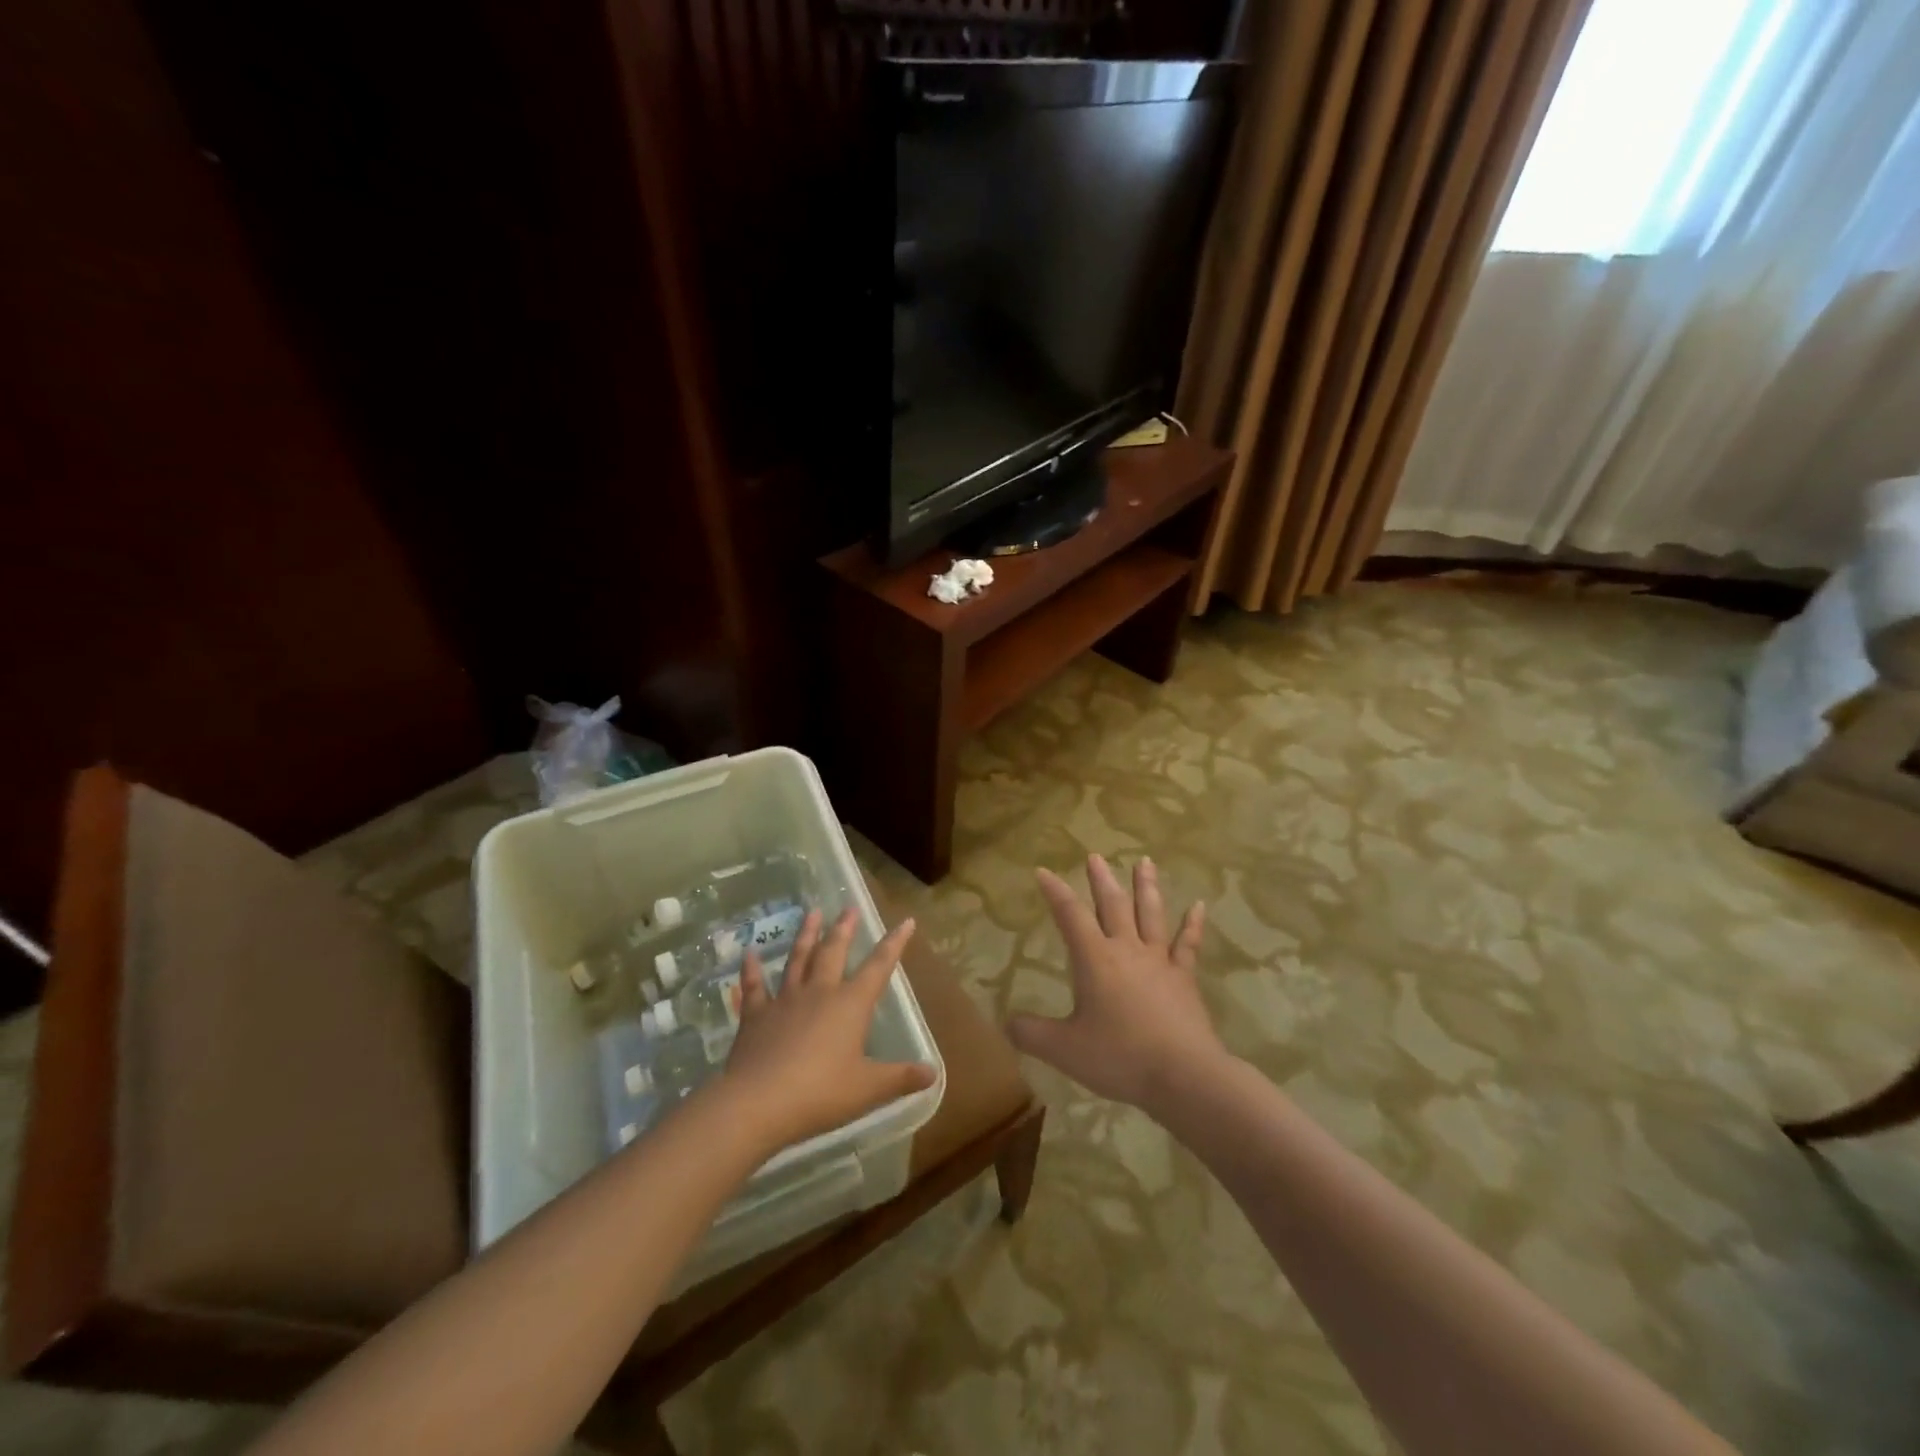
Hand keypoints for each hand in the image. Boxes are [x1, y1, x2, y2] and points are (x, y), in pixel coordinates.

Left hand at [719, 907, 935, 1156]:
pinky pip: (754, 986)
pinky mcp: (755, 1015)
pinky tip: (749, 953)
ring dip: (806, 935)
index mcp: (850, 1005)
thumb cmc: (820, 1094)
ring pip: (797, 959)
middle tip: (849, 908)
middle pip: (833, 952)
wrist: (758, 1102)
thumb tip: (933, 1072)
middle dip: (844, 929)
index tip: (905, 921)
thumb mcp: (868, 1089)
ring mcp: (785, 1000)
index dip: (894, 944)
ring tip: (812, 912)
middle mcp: (819, 992)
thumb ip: (900, 1078)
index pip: (879, 967)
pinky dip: (751, 969)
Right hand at [1007, 854, 1222, 1112]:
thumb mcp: (1064, 1049)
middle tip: (1096, 856)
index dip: (1055, 892)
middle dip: (1101, 880)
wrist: (1183, 1075)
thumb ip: (1032, 1034)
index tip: (1043, 871)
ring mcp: (1159, 961)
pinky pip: (1188, 945)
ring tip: (1144, 861)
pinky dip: (1193, 924)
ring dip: (1146, 887)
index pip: (1070, 916)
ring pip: (1150, 915)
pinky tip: (1199, 906)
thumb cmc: (1120, 1056)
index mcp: (1095, 959)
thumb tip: (1006, 1023)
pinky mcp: (1184, 979)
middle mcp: (1126, 950)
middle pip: (1112, 905)